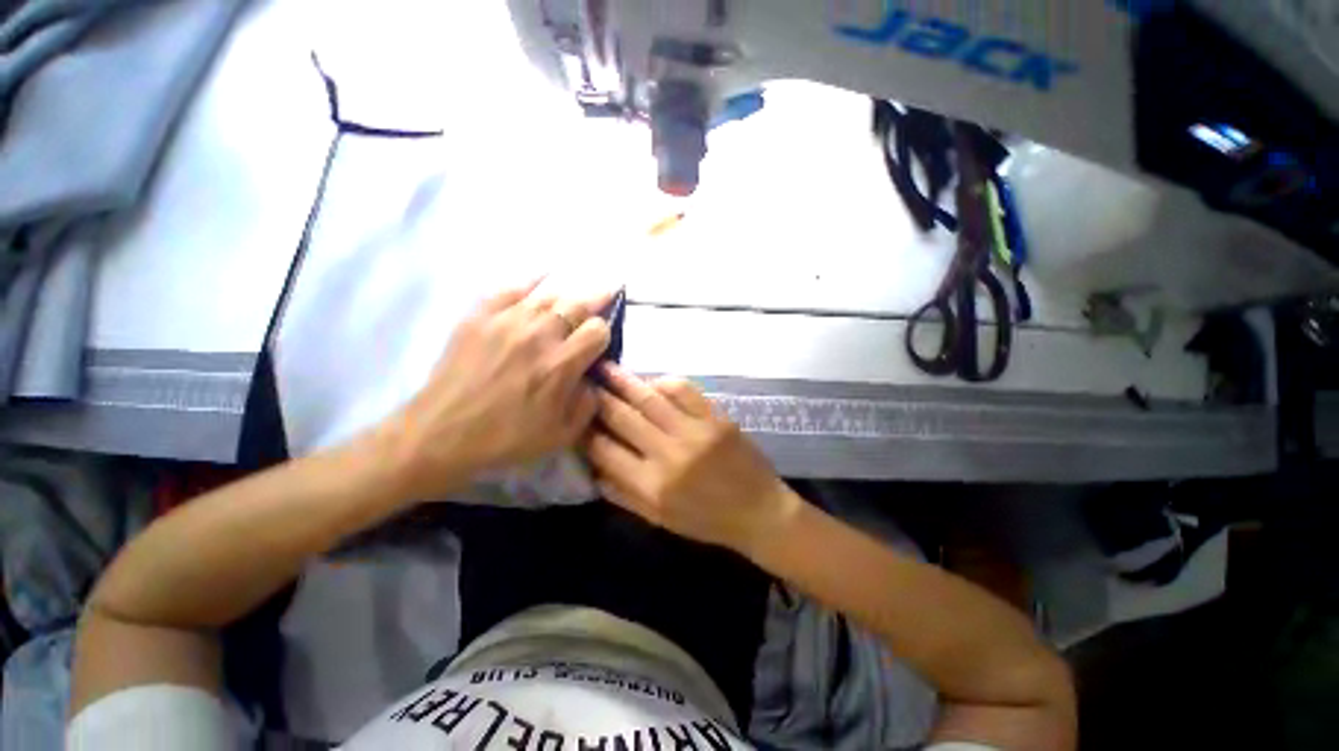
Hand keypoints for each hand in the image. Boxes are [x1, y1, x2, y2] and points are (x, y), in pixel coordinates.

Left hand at [383, 279, 614, 499]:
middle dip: (597, 298)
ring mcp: (506, 322)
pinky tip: (544, 274)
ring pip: (548, 294)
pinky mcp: (479, 317)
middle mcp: (538, 335)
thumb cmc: (506, 439)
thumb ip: (588, 403)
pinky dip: (531, 280)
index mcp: (561, 365)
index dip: (605, 332)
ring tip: (579, 289)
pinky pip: (510, 288)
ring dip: (569, 293)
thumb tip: (594, 377)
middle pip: (577, 305)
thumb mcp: (562, 435)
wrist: (442, 435)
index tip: (599, 342)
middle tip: (608, 290)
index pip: (597, 330)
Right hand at [583, 364, 799, 554]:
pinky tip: (652, 382)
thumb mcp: (659, 519)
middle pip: (623, 417)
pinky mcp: (716, 418)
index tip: (576, 415)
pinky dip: (664, 382)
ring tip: (607, 367)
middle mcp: (669, 454)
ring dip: (624, 381)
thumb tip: (593, 468)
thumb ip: (623, 494)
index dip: (585, 431)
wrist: (760, 512)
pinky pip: (684, 391)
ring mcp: (695, 432)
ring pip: (650, 398)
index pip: (605, 450)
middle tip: (584, 379)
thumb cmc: (707, 521)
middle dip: (599, 397)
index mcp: (652, 486)